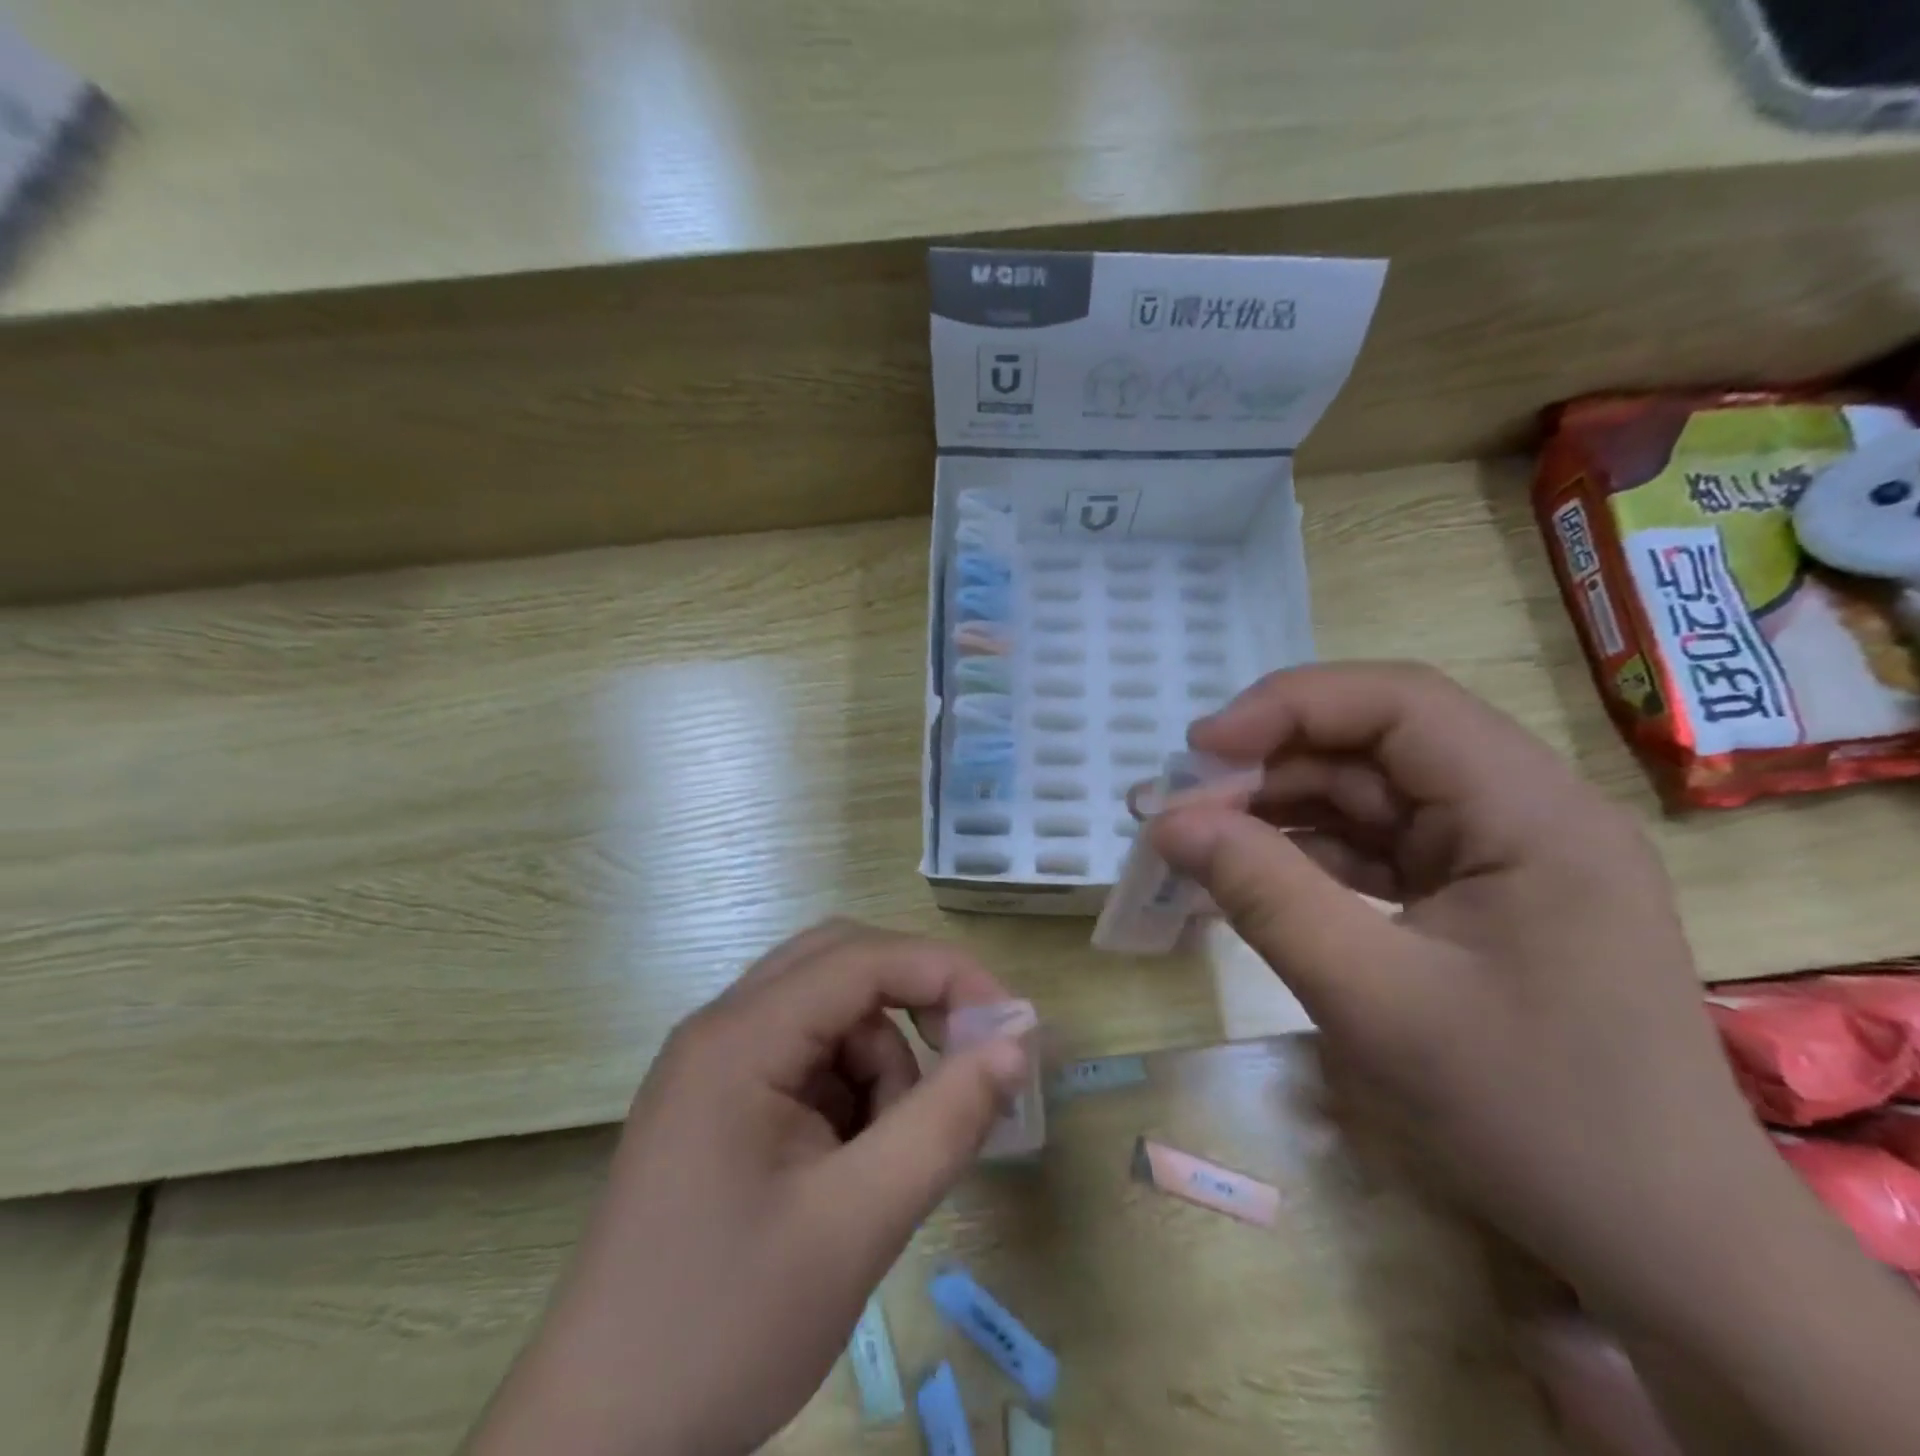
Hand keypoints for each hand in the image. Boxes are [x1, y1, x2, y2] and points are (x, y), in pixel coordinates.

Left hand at [466, 922, 1030, 1455]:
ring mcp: (716, 1067)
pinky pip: (808, 1060)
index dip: (946, 975)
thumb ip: (946, 1121)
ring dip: (881, 1064)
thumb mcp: (857, 1224)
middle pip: (840, 966)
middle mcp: (722, 1030)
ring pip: (830, 1015)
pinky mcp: (720, 1106)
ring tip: (886, 1163)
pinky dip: (852, 1093)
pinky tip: (850, 1170)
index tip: (1010, 1028)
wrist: (599, 1448)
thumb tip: (1017, 1040)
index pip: (861, 958)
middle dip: (914, 1003)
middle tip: (966, 1064)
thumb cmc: (726, 1329)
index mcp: (738, 1038)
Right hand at [1146, 663, 1801, 1331]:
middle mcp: (1524, 809)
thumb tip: (1167, 821)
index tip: (1199, 751)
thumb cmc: (1528, 1116)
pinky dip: (1307, 853)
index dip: (1288, 707)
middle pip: (1377, 743)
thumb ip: (1263, 893)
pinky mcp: (1477, 892)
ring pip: (1368, 794)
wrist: (1656, 1241)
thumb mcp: (1372, 998)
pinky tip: (1250, 872)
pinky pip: (1376, 845)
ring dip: (1279, 809)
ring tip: (1199, 839)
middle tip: (1181, 806)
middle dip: (1271, 764)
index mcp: (1532, 811)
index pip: (1399, 703)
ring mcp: (1501, 852)